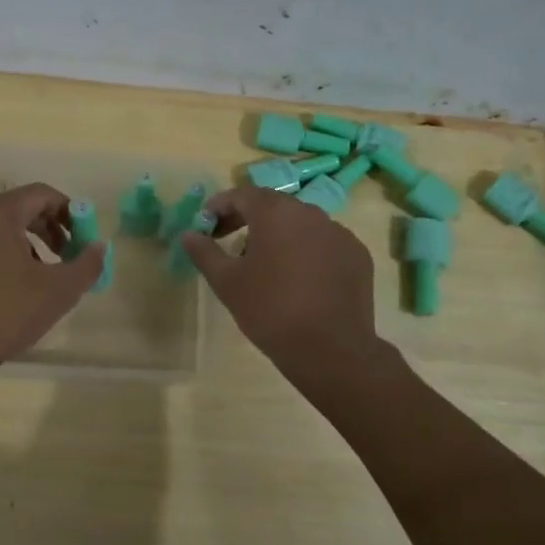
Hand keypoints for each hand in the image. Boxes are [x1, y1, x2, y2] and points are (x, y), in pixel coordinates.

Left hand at [0, 182, 105, 380]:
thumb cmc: (5, 313)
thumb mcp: (58, 290)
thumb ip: (86, 264)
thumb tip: (99, 246)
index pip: (42, 194)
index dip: (70, 211)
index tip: (84, 237)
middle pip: (22, 208)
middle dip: (51, 229)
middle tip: (69, 255)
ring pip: (4, 228)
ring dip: (32, 244)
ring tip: (46, 275)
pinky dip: (8, 254)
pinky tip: (17, 288)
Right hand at [182, 185, 378, 370]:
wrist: (330, 349)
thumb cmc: (270, 310)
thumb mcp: (227, 282)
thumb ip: (204, 252)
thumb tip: (187, 234)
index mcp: (276, 213)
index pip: (242, 195)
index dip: (220, 206)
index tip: (206, 224)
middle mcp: (310, 213)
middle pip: (273, 206)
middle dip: (248, 219)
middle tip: (229, 241)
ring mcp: (339, 233)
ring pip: (301, 224)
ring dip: (279, 235)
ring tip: (264, 264)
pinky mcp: (357, 255)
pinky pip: (324, 243)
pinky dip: (307, 251)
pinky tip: (299, 279)